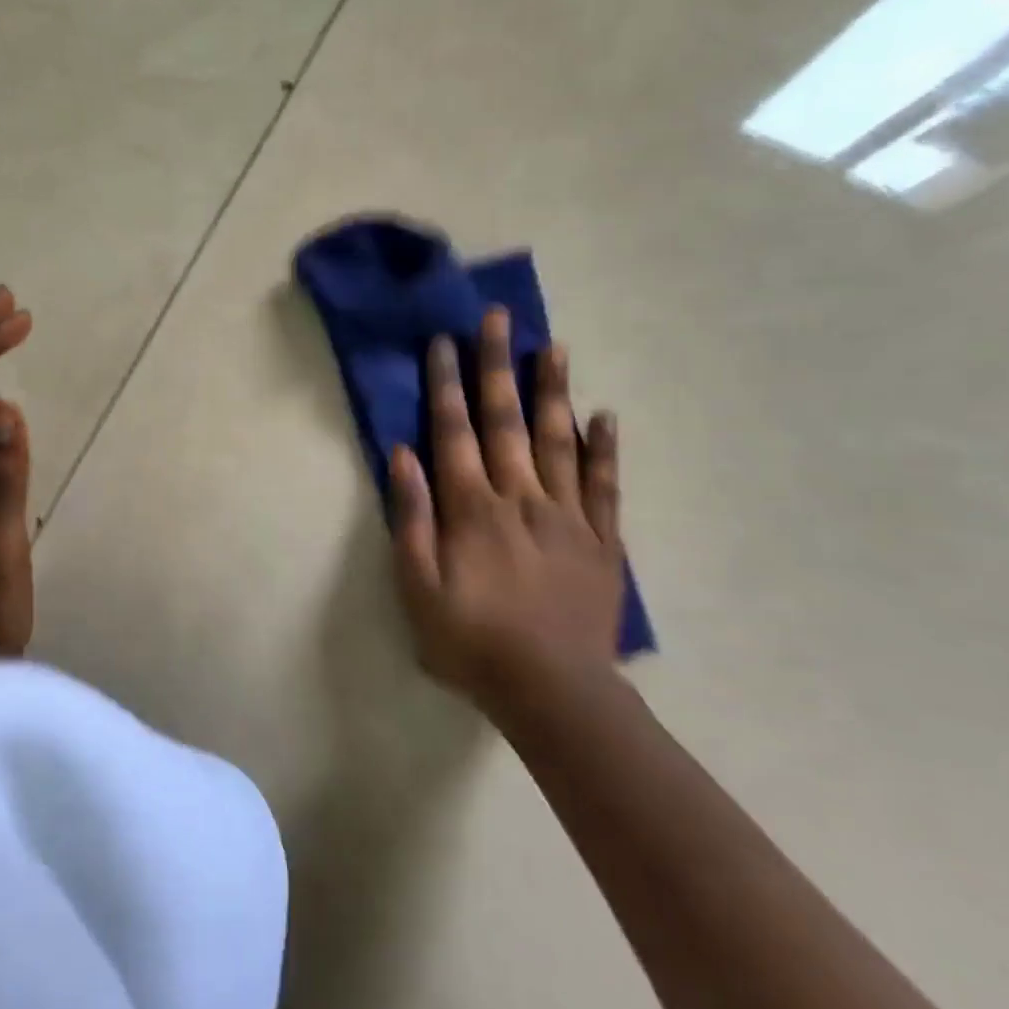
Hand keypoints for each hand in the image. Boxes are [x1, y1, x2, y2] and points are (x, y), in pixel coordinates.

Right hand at [389, 308, 624, 710]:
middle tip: (499, 318)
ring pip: (559, 440)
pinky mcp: (601, 540)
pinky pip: (605, 485)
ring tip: (553, 347)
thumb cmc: (471, 641)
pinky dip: (605, 448)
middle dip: (498, 367)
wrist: (553, 691)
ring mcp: (566, 515)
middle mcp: (520, 497)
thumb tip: (403, 457)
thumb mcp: (417, 588)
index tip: (444, 342)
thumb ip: (410, 519)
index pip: (454, 432)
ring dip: (553, 392)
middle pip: (506, 421)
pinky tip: (605, 415)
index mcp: (471, 508)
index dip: (446, 385)